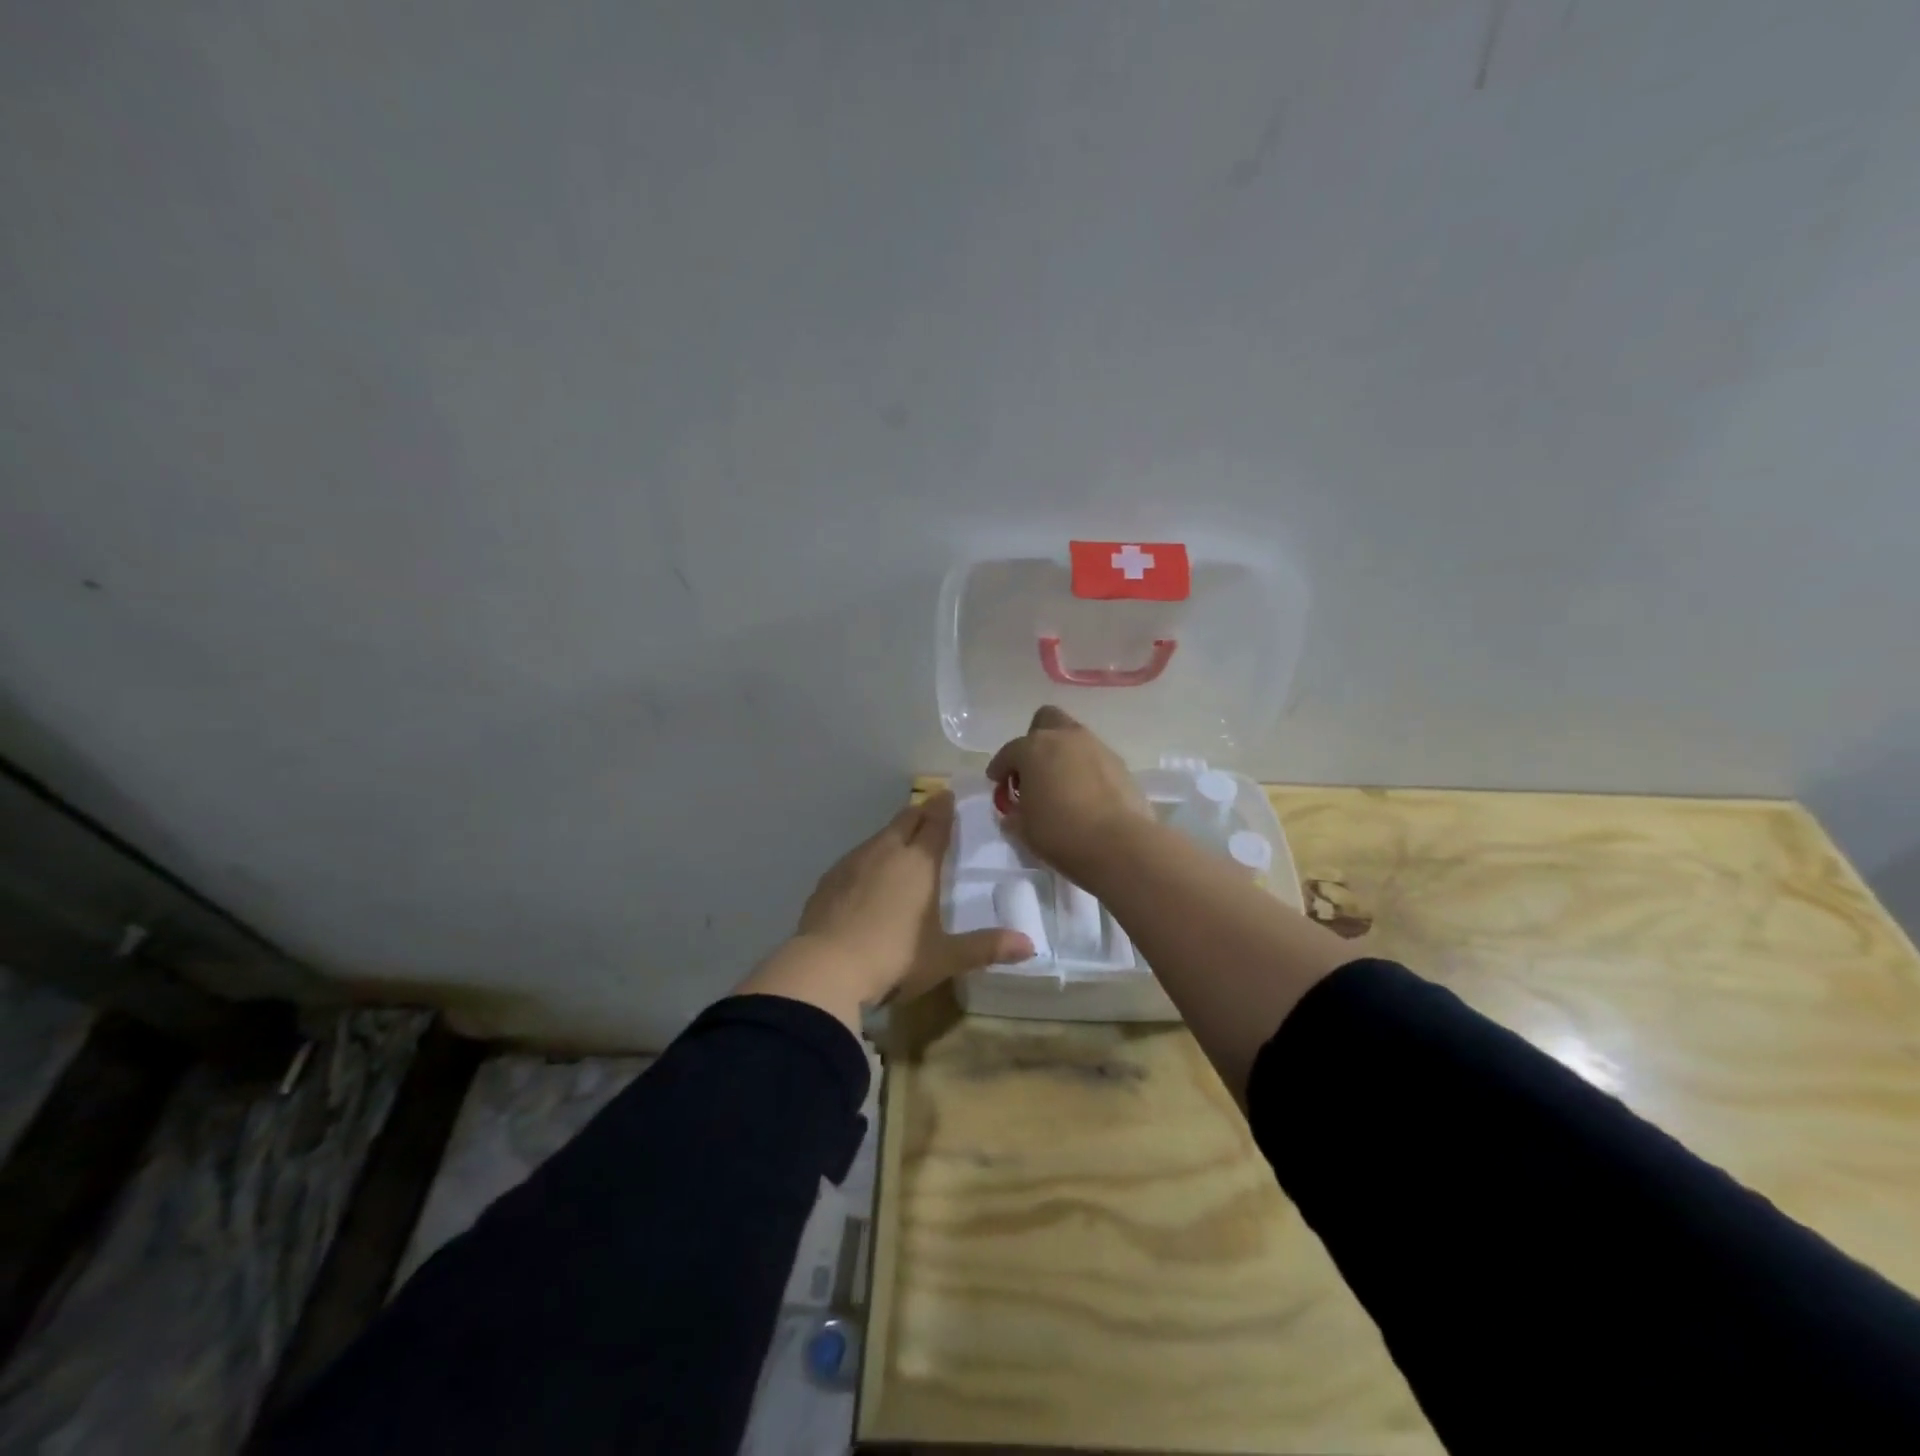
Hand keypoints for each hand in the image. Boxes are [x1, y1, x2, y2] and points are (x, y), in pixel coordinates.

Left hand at [741, 791, 1033, 1028]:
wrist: (826, 968)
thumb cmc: (895, 958)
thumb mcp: (946, 957)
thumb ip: (986, 948)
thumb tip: (1031, 945)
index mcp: (919, 864)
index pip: (935, 824)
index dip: (944, 808)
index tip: (948, 795)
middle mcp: (886, 853)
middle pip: (905, 820)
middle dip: (920, 812)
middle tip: (930, 809)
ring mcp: (852, 863)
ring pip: (878, 837)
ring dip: (893, 834)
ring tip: (901, 840)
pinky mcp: (828, 880)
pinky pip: (855, 858)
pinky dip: (867, 858)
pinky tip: (865, 875)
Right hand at [985, 706, 1152, 879]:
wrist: (1119, 844)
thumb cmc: (1060, 833)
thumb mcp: (1023, 828)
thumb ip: (1014, 813)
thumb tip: (1015, 811)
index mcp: (1033, 749)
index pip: (1009, 752)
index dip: (1000, 767)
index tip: (997, 781)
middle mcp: (1065, 738)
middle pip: (1045, 721)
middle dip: (1035, 740)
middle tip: (1032, 769)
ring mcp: (1096, 747)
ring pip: (1073, 738)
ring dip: (1063, 754)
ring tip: (1060, 784)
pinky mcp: (1120, 764)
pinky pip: (1094, 758)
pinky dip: (1085, 769)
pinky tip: (1084, 794)